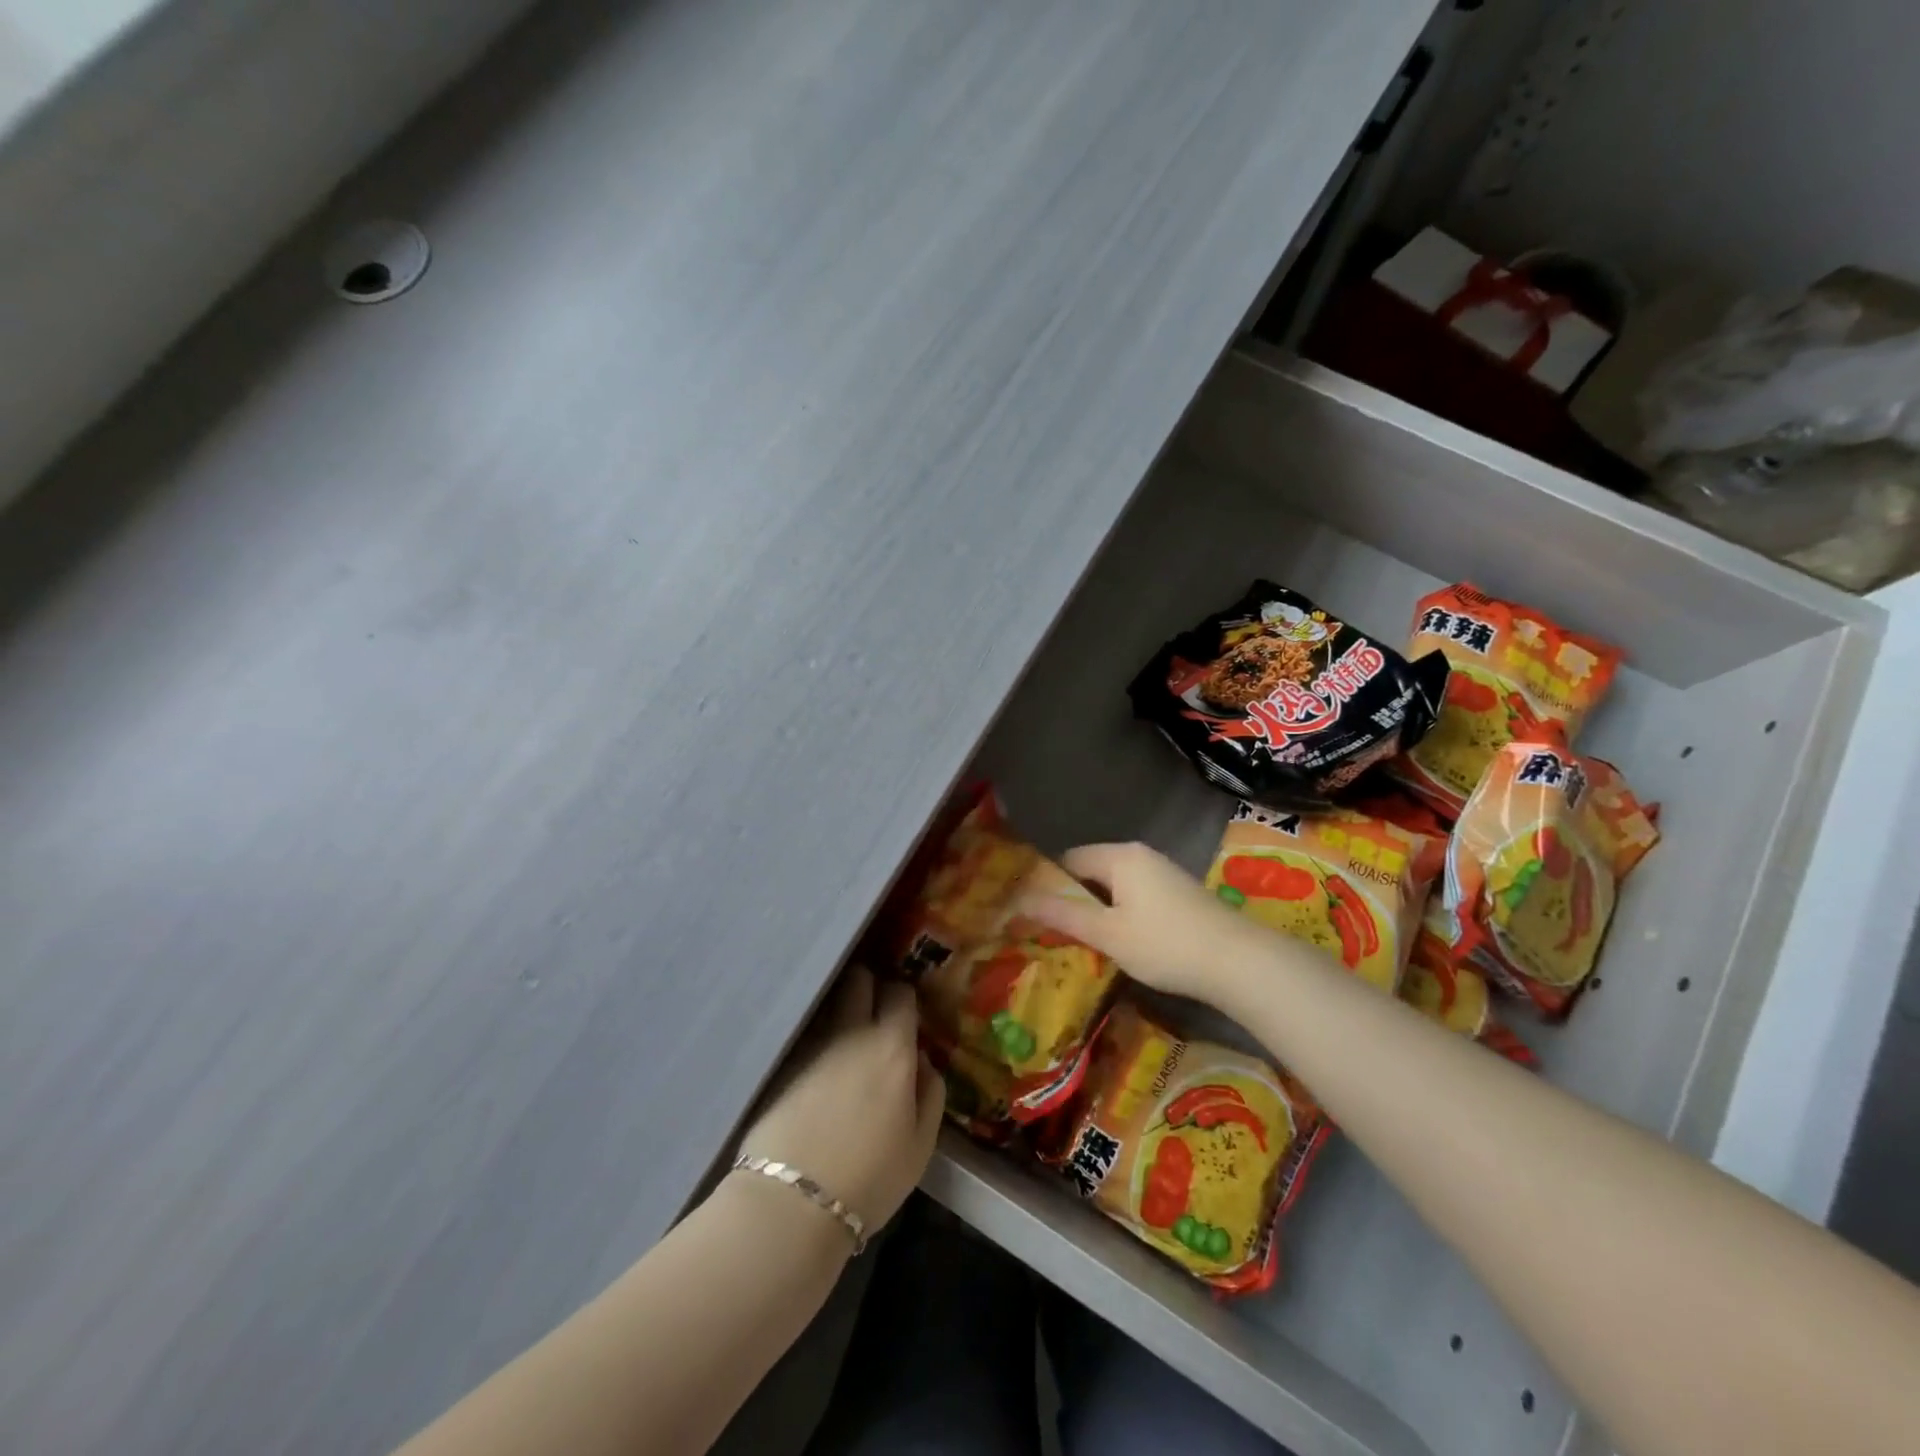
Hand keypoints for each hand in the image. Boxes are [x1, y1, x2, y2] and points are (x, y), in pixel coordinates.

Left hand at [735, 966, 944, 1235]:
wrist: (790, 1202)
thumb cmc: (869, 1178)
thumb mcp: (921, 1146)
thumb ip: (931, 1093)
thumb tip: (922, 1061)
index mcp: (892, 1047)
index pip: (901, 993)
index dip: (905, 998)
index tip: (907, 1015)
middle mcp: (851, 1033)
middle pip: (859, 979)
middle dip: (869, 986)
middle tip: (875, 1013)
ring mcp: (812, 1045)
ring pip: (830, 1004)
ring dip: (841, 1011)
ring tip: (847, 1040)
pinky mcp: (782, 1064)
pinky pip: (807, 1034)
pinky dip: (818, 1041)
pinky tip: (820, 1068)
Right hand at [1015, 841, 1276, 1003]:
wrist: (1239, 962)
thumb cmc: (1165, 944)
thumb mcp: (1107, 933)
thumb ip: (1063, 914)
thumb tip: (1018, 899)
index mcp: (1119, 856)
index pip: (1068, 860)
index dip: (1047, 885)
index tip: (1034, 915)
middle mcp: (1140, 855)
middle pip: (1092, 871)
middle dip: (1073, 899)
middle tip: (1056, 933)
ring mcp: (1163, 872)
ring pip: (1115, 886)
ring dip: (1098, 910)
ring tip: (1085, 942)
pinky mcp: (1179, 892)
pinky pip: (1136, 895)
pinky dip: (1122, 914)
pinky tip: (1123, 942)